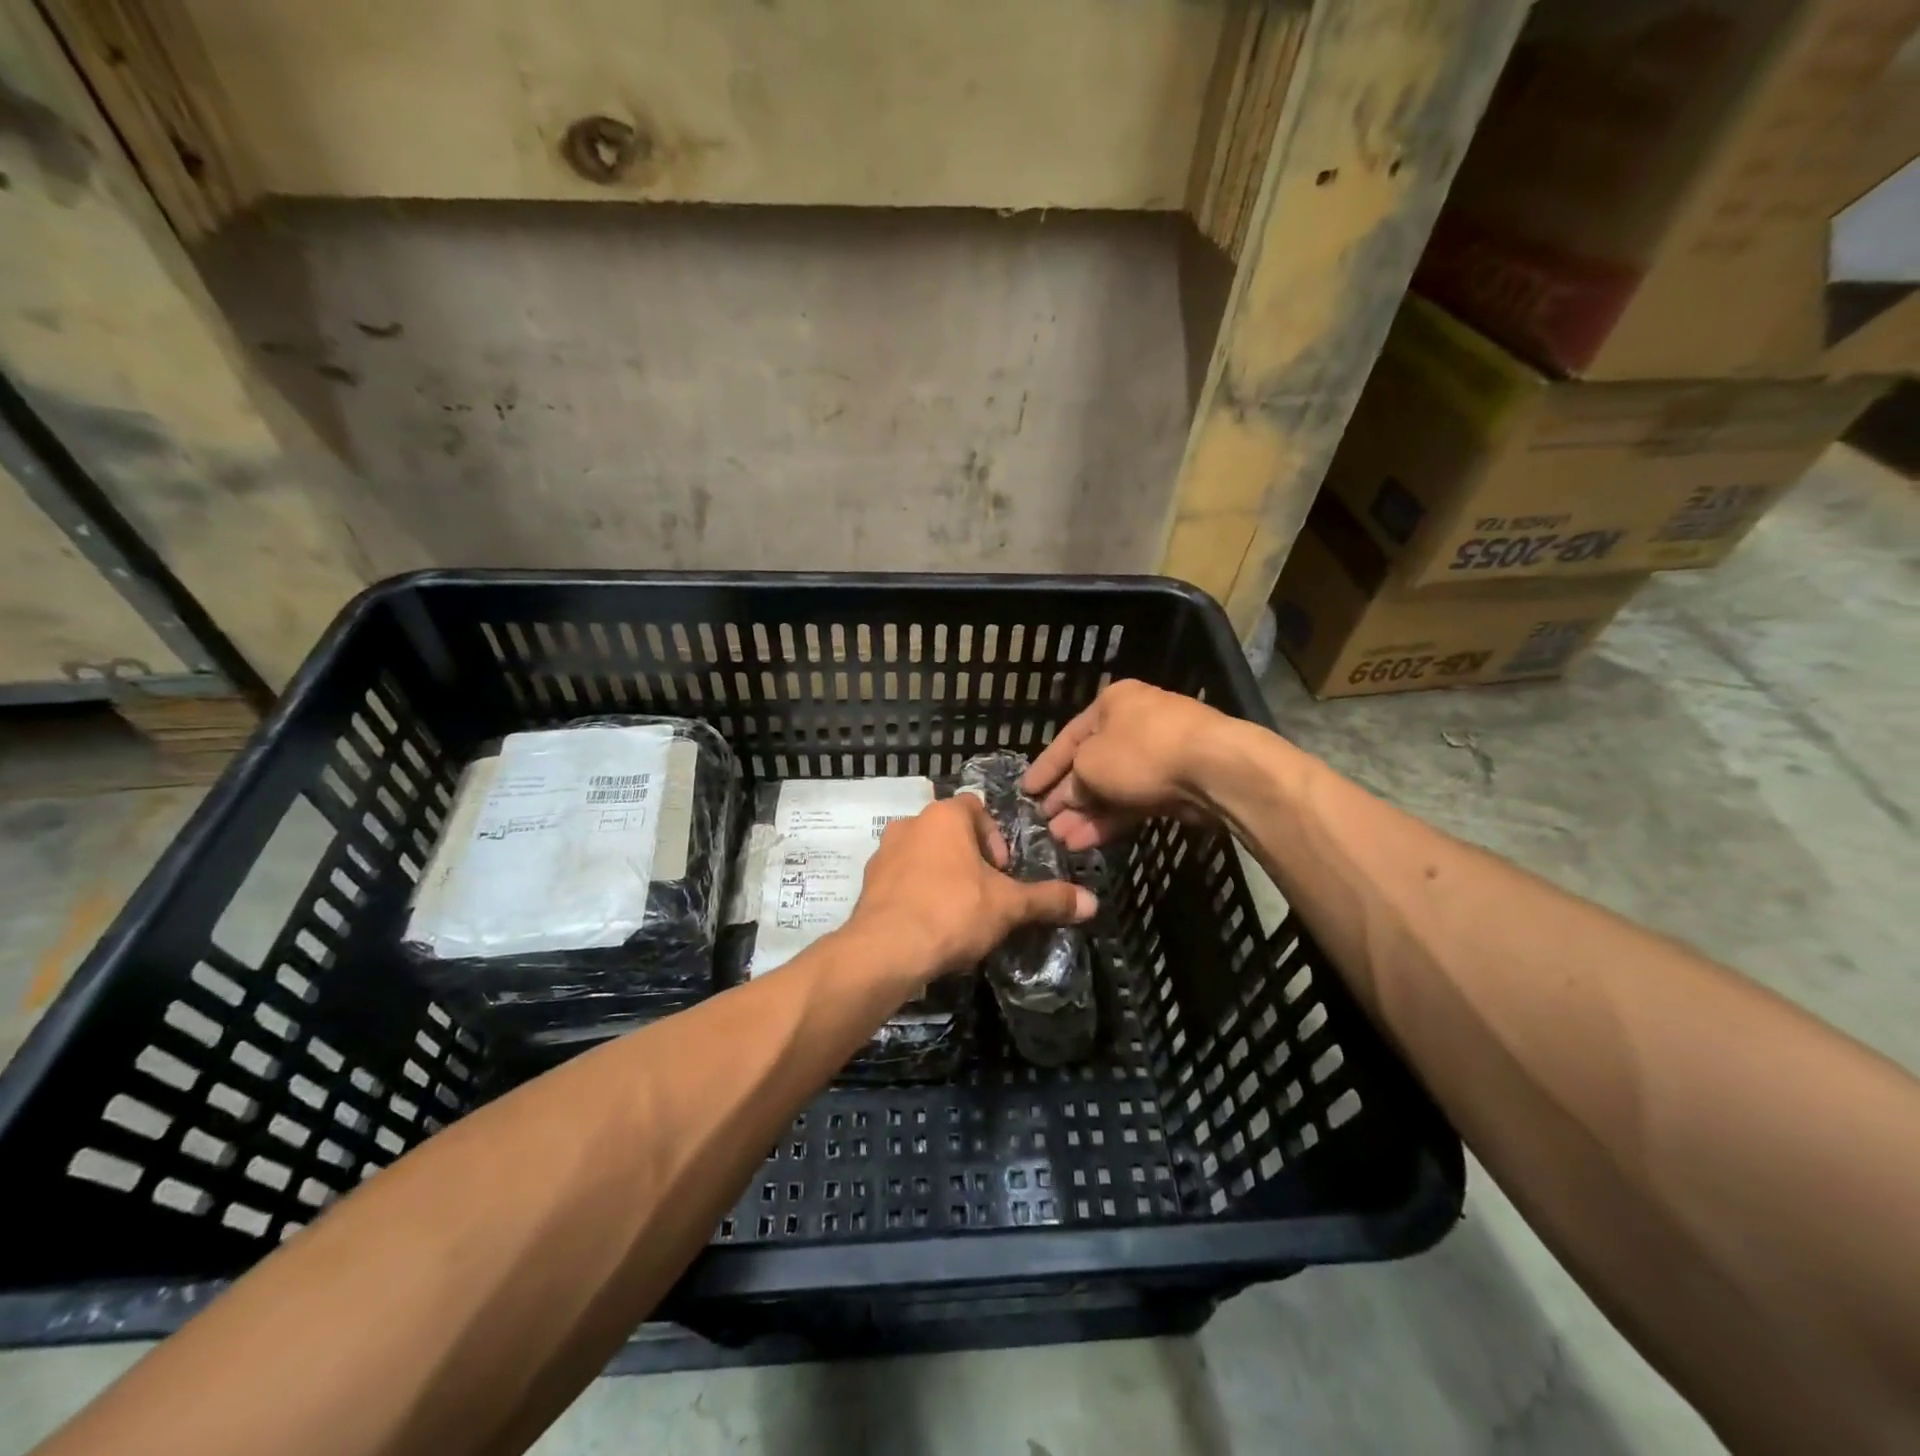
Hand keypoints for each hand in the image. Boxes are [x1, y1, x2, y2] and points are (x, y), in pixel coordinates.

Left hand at [843, 797, 1095, 981]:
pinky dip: (916, 893)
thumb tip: (1093, 902)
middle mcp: (909, 823)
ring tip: (957, 911)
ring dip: (941, 874)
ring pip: (922, 855)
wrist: (886, 950)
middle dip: (969, 858)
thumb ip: (1049, 899)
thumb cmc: (953, 912)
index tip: (1003, 871)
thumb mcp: (1009, 906)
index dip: (995, 838)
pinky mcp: (867, 883)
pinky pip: (900, 879)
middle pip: (949, 832)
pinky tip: (929, 924)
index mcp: (944, 816)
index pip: (976, 808)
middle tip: (985, 892)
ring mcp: (883, 853)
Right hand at [1021, 680, 1231, 850]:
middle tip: (1043, 823)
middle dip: (1066, 797)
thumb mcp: (1089, 764)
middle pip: (1091, 764)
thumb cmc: (1139, 752)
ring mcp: (1157, 756)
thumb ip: (1074, 782)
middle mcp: (1133, 725)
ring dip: (1085, 814)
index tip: (1025, 790)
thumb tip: (1072, 797)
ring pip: (1112, 788)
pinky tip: (1085, 841)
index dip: (1044, 767)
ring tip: (1060, 841)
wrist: (1212, 768)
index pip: (1068, 738)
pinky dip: (1109, 820)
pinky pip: (1132, 802)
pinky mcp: (1174, 785)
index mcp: (1112, 704)